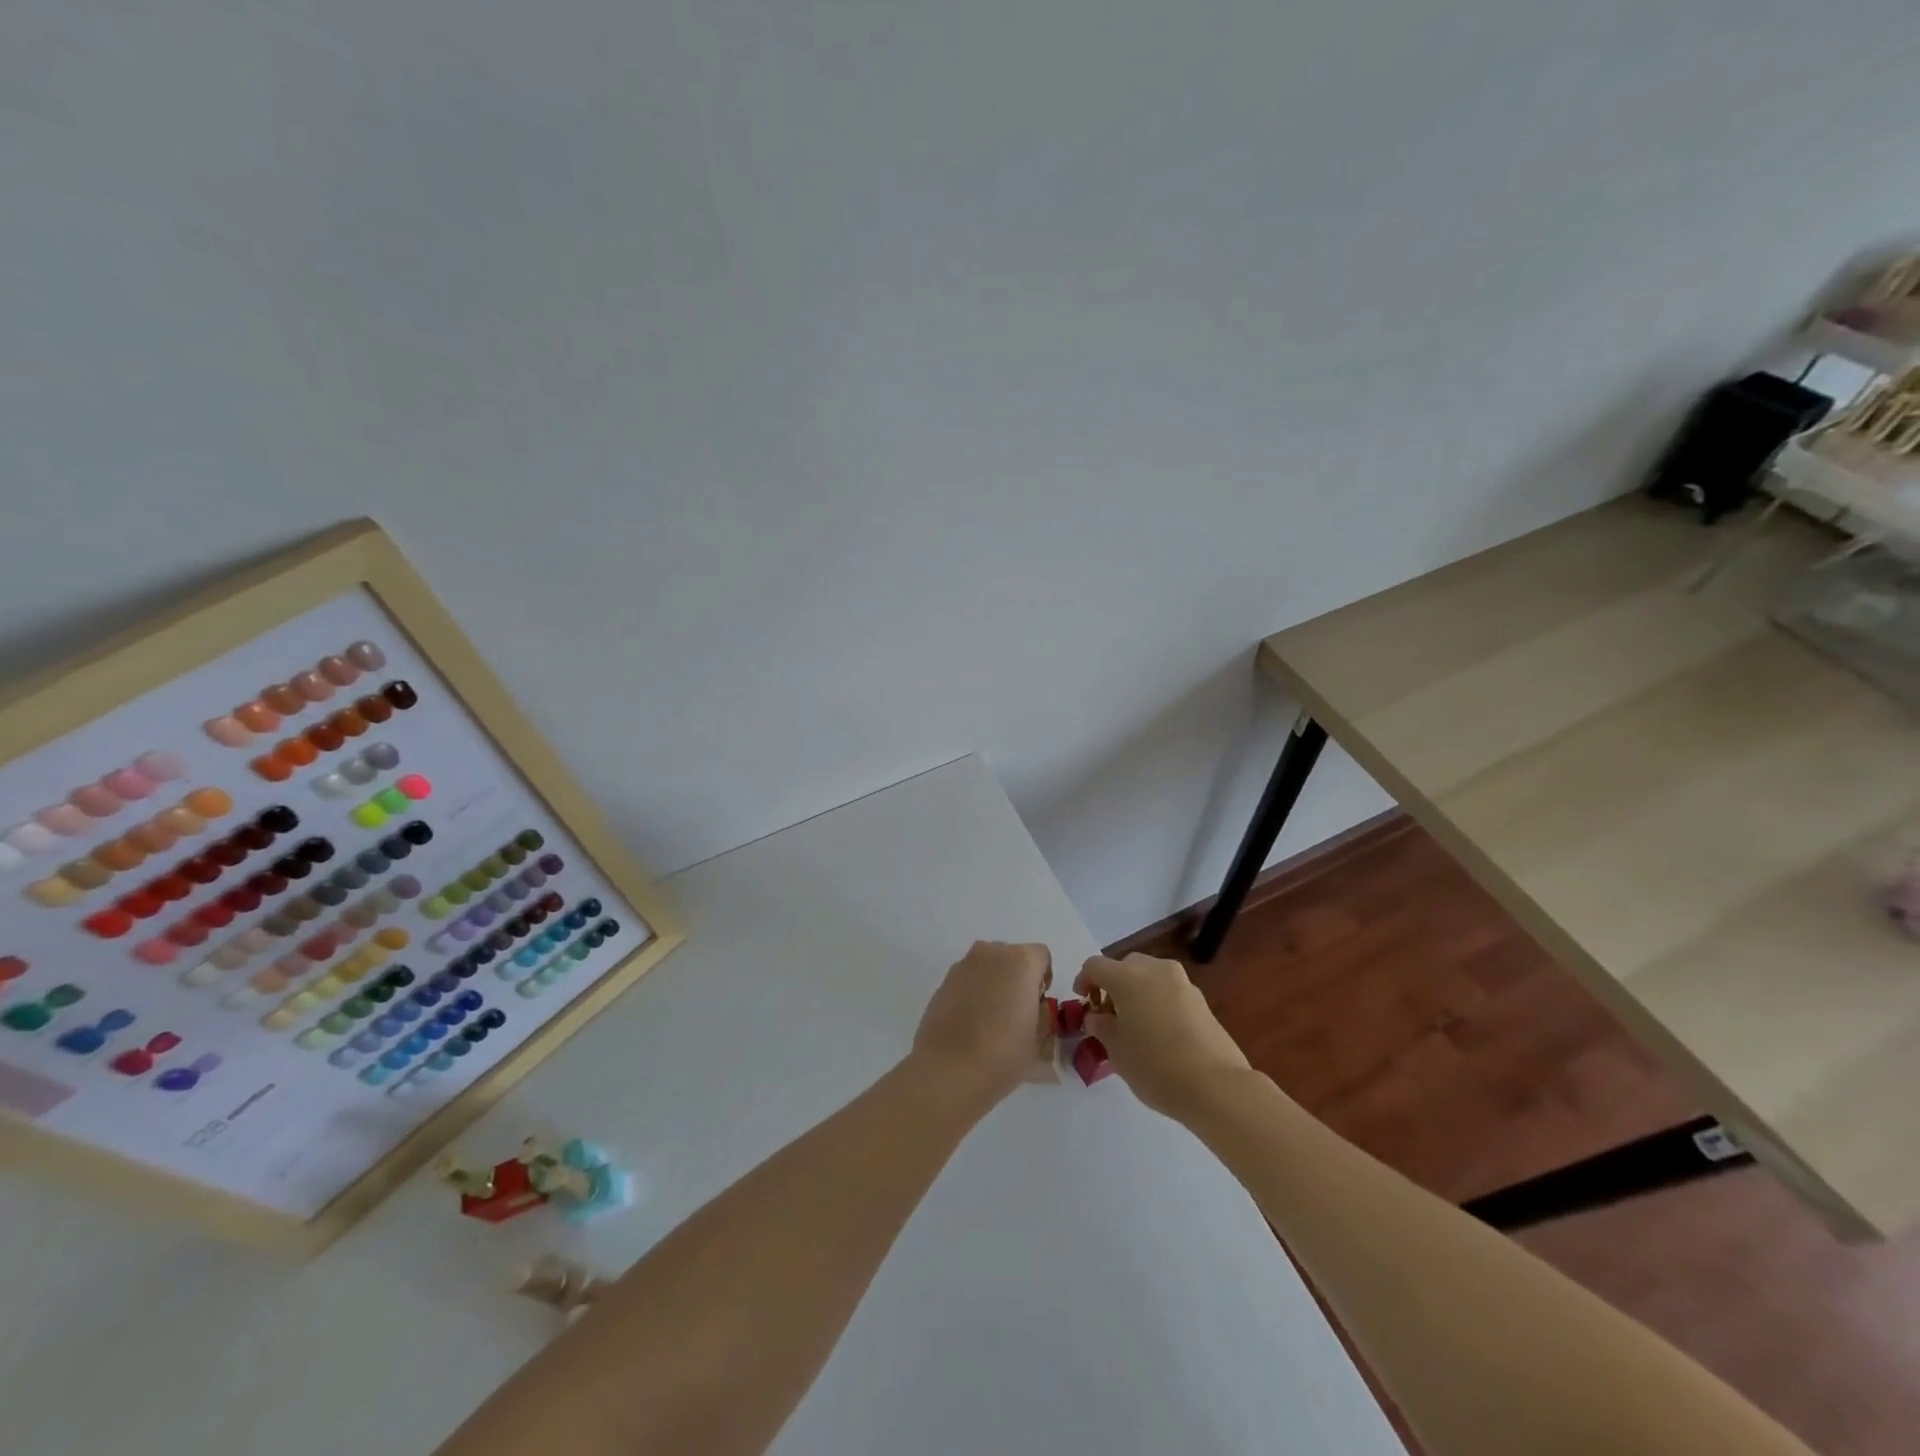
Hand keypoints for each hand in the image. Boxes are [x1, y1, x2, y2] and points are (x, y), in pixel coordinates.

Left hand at [911, 941, 1053, 1105]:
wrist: (949, 1071)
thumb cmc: (1003, 1055)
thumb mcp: (1039, 1038)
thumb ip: (1042, 1012)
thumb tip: (1032, 1004)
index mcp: (1021, 961)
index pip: (1041, 956)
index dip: (1042, 978)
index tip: (1037, 1004)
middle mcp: (991, 953)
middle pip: (1012, 957)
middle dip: (1017, 977)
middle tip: (1016, 1011)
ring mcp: (963, 965)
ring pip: (987, 966)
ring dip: (993, 982)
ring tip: (990, 1018)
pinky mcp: (943, 981)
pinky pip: (967, 979)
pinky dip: (972, 992)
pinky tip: (970, 1022)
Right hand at [1076, 953, 1252, 1120]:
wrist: (1216, 1086)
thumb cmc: (1156, 1067)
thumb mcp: (1117, 1051)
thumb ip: (1102, 1027)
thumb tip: (1097, 1017)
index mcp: (1128, 977)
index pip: (1096, 966)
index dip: (1084, 980)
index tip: (1082, 1001)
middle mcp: (1155, 970)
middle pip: (1125, 966)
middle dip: (1112, 985)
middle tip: (1108, 1014)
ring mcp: (1181, 982)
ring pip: (1149, 976)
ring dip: (1136, 991)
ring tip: (1134, 1024)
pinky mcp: (1200, 999)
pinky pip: (1168, 990)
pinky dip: (1157, 1001)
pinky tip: (1159, 1031)